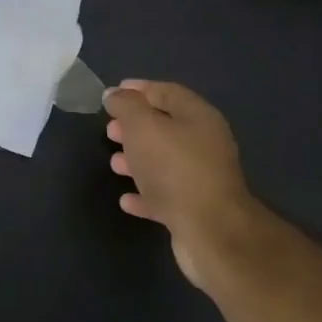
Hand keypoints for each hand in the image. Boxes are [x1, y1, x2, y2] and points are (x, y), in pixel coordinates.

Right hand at [103, 80, 258, 293]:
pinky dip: (145, 194)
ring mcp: (202, 178)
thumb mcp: (143, 127)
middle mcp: (205, 144)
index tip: (112, 94)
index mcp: (198, 117)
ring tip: (114, 163)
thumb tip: (115, 93)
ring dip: (138, 160)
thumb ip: (127, 106)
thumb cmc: (174, 169)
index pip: (167, 92)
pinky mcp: (196, 209)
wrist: (211, 232)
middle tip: (110, 130)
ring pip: (164, 161)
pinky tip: (126, 199)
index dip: (139, 89)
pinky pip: (165, 195)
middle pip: (166, 127)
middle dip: (135, 127)